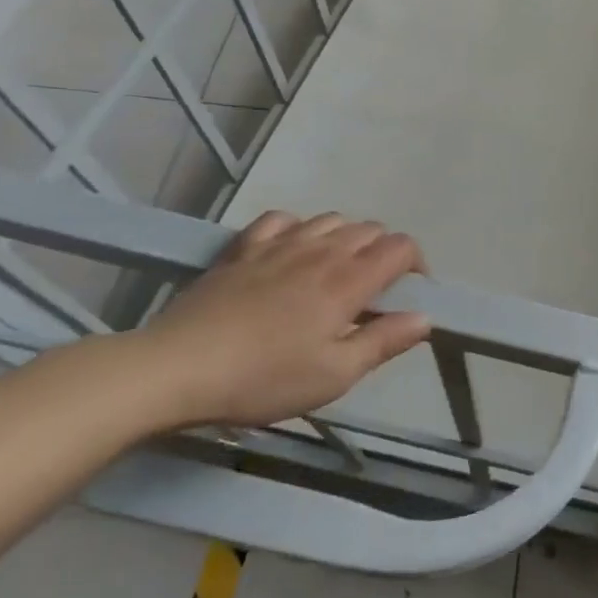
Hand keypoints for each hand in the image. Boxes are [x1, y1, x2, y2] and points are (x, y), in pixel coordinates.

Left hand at [133, 211, 429, 429]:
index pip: (401, 247)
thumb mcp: (334, 375)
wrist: (174, 369)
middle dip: (384, 252)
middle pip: (371, 229)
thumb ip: (384, 342)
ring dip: (346, 238)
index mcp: (349, 280)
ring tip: (336, 271)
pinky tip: (292, 249)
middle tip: (374, 291)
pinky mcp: (243, 249)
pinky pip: (282, 219)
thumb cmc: (263, 378)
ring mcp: (280, 245)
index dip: (416, 263)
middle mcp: (322, 251)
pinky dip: (299, 228)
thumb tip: (424, 317)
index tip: (410, 292)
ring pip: (331, 220)